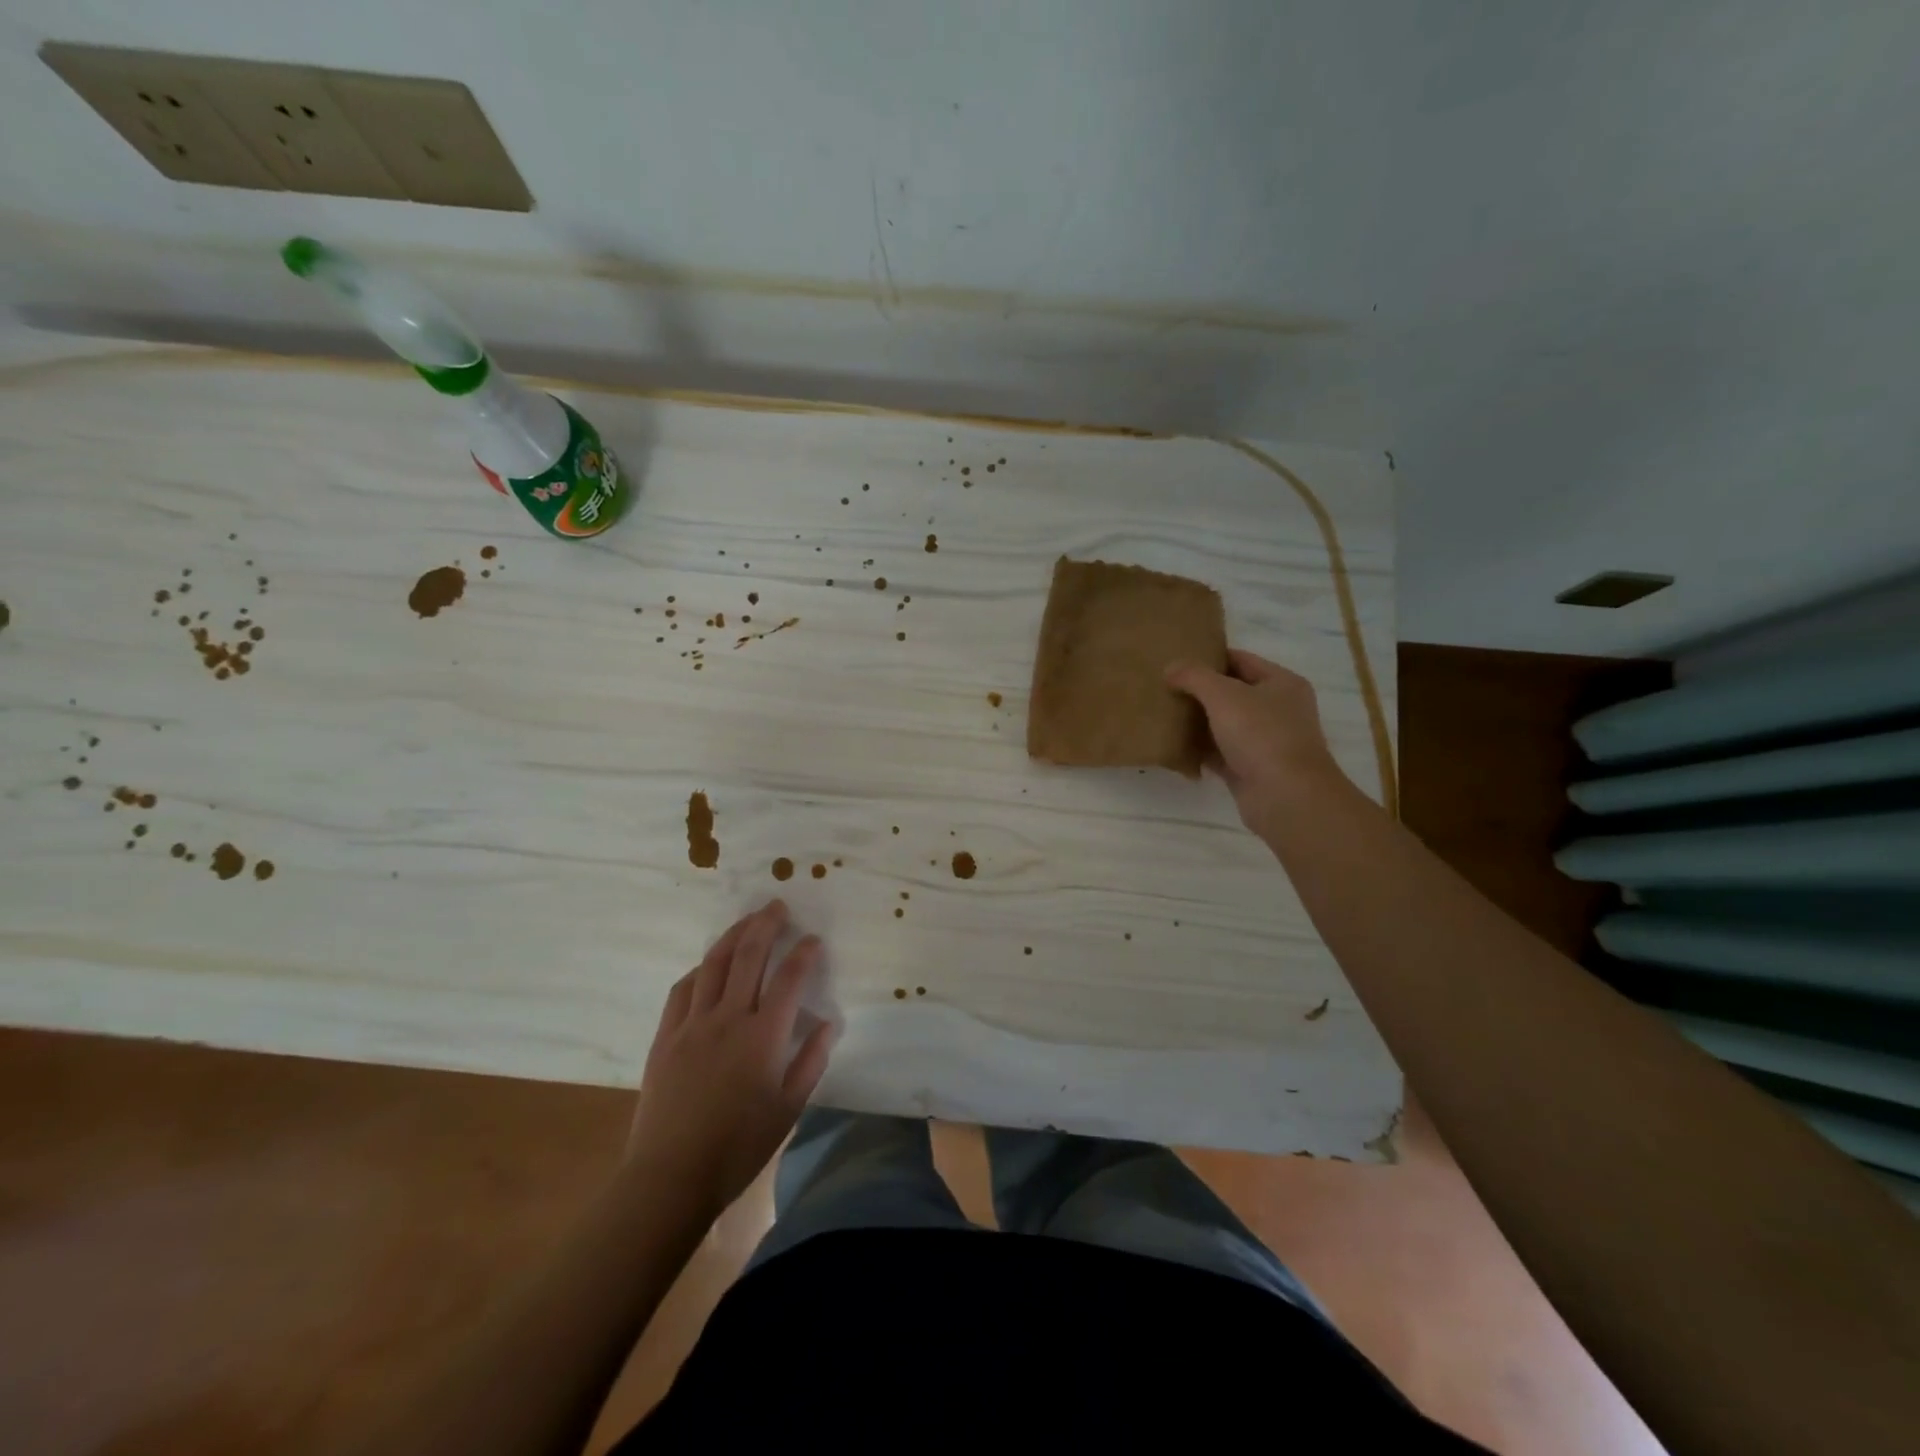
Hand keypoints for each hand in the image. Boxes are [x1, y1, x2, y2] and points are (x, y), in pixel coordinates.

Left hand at [625, 900, 833, 1219]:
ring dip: (733, 935)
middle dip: (766, 925)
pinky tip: (708, 965)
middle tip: (777, 906)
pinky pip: (683, 989)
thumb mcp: (788, 1108)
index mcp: (763, 1036)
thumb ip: (811, 1061)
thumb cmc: (738, 1146)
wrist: (671, 1177)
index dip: (804, 953)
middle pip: (748, 955)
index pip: (789, 978)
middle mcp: (728, 1018)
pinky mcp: (666, 1036)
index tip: (813, 940)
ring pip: (713, 963)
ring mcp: (693, 1024)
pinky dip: (700, 969)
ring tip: (747, 920)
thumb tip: (829, 1023)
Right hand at [1166, 649, 1345, 832]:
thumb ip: (1194, 676)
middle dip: (1199, 691)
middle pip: (1231, 692)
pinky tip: (1173, 746)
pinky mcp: (1250, 769)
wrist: (1285, 797)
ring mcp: (1265, 742)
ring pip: (1224, 724)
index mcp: (1281, 683)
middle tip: (1164, 687)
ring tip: (1163, 714)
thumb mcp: (1223, 695)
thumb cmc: (1261, 735)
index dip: (1209, 657)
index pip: (1240, 660)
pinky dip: (1200, 750)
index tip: (1176, 660)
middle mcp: (1278, 710)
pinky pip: (1219, 753)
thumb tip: (1170, 668)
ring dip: (1197, 721)